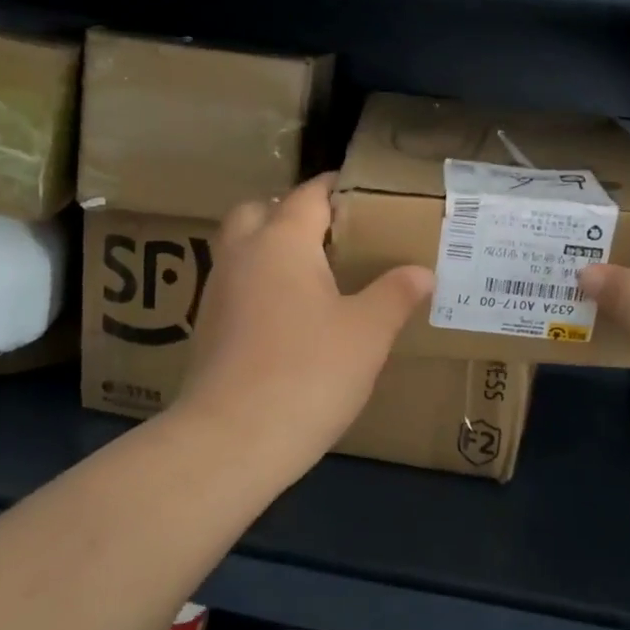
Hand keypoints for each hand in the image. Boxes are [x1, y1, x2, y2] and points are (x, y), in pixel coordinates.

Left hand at [171, 174, 432, 479]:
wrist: (231, 441)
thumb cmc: (308, 372)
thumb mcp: (368, 332)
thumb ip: (396, 294)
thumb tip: (422, 272)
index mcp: (282, 241)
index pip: (309, 194)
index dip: (337, 188)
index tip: (364, 192)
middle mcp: (243, 255)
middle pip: (259, 210)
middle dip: (291, 211)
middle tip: (332, 233)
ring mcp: (218, 291)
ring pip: (241, 247)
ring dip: (270, 246)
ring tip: (315, 272)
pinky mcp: (207, 327)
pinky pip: (236, 283)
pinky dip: (259, 281)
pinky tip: (289, 314)